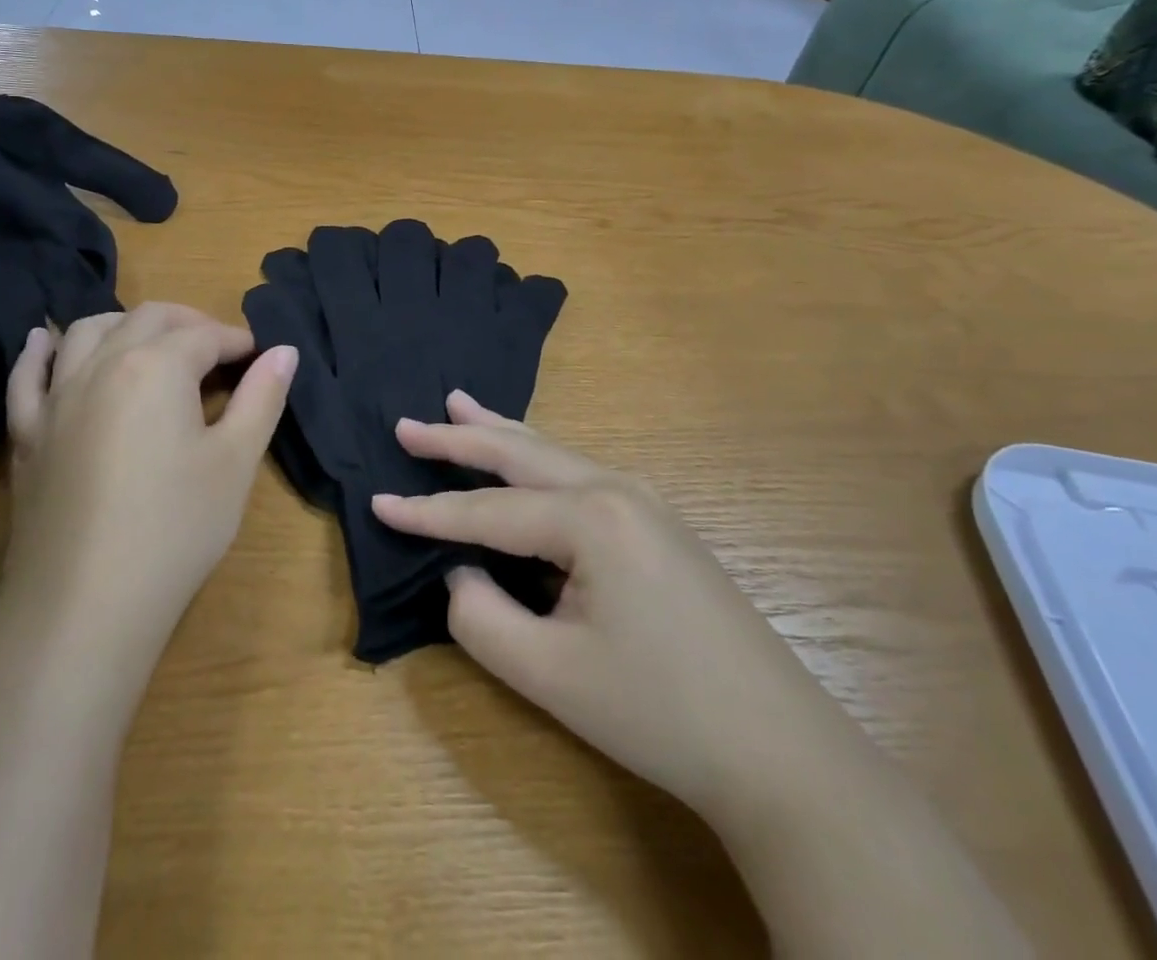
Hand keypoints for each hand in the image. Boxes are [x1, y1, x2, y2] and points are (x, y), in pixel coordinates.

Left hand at [0, 305, 295, 660]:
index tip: (259, 358)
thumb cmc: (175, 529)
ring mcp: (57, 398)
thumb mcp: (235, 462)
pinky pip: (28, 376)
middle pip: (148, 318)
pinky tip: (45, 340)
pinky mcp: (28, 433)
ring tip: (151, 342)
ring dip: (125, 324)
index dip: (238, 341)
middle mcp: (101, 364)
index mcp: (157, 366)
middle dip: (189, 323)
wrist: (85, 606)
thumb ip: (262, 398)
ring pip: (87, 332)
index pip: (205, 335)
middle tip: (218, 350)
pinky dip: (40, 351)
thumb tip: (285, 351)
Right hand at [374, 393, 847, 818]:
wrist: (781, 751)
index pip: (485, 511)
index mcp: (589, 517)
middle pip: (518, 452)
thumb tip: (461, 572)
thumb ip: (481, 616)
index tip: (375, 501)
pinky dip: (534, 458)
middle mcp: (615, 489)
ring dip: (499, 433)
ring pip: (552, 453)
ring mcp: (644, 501)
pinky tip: (523, 458)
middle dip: (458, 437)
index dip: (426, 512)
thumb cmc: (657, 711)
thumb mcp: (548, 674)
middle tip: (408, 423)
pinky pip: (577, 474)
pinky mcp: (658, 524)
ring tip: (457, 405)